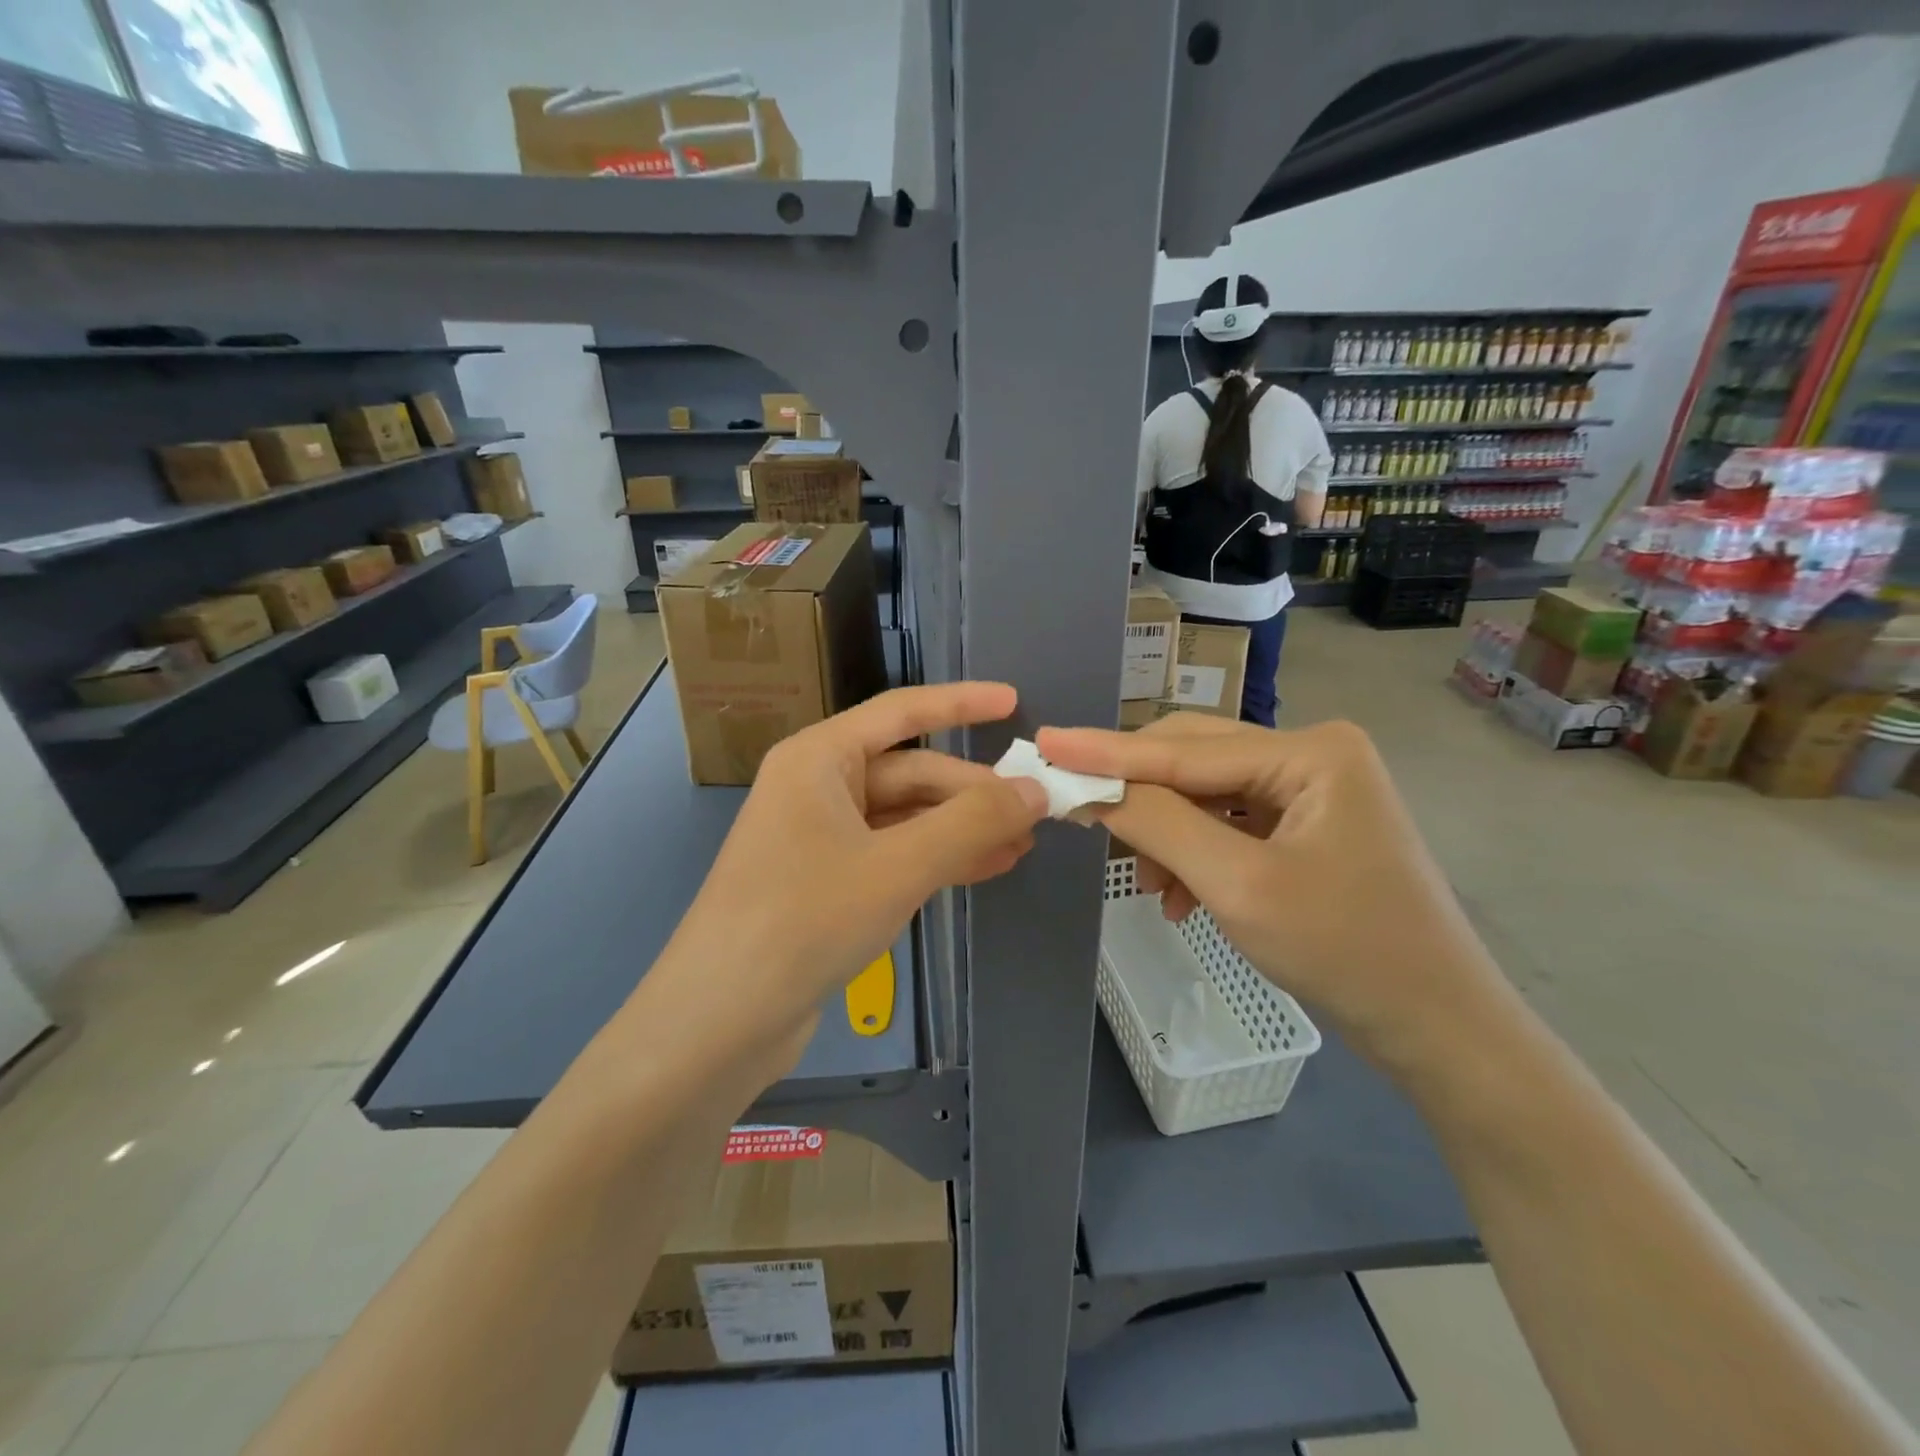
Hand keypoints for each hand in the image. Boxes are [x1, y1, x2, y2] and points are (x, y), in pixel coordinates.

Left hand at [642, 684, 1048, 1081]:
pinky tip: (985, 869)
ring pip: (906, 818)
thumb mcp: (898, 866)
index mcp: (819, 759)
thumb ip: (971, 822)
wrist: (720, 1021)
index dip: (961, 704)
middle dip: (972, 791)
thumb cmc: (804, 920)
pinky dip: (937, 860)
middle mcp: (817, 788)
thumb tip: (1035, 789)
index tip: (1014, 702)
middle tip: (1036, 810)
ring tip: (1023, 844)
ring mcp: (820, 838)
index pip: (901, 712)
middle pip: (910, 773)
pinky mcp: (826, 884)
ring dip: (961, 829)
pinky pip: (893, 855)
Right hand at [1036, 714, 1509, 1072]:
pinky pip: (1228, 824)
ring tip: (1154, 889)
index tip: (1046, 743)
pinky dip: (1196, 855)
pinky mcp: (1306, 823)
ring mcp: (1311, 788)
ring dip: (1168, 836)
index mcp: (1311, 751)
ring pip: (1206, 795)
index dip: (1108, 751)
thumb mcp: (1237, 885)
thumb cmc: (1345, 952)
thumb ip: (1159, 825)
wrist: (1437, 1027)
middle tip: (1081, 817)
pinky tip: (1184, 898)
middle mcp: (1311, 753)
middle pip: (1194, 762)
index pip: (1184, 749)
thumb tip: (1088, 787)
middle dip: (1140, 798)